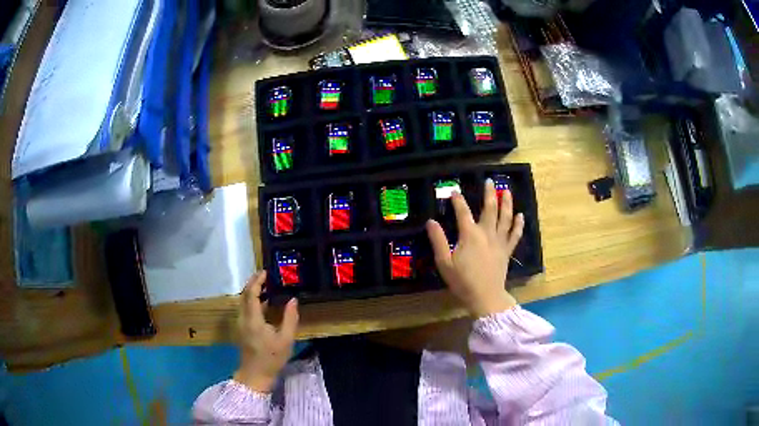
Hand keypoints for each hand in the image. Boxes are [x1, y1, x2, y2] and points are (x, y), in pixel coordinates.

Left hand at [234, 271, 298, 392]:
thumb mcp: (286, 339)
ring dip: (252, 291)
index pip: (251, 294)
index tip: (266, 272)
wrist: (255, 374)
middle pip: (244, 295)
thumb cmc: (272, 358)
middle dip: (253, 283)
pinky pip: (245, 308)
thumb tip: (293, 300)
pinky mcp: (241, 328)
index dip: (257, 281)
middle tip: (266, 275)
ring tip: (266, 286)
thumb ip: (290, 318)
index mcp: (253, 319)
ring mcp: (240, 323)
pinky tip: (264, 303)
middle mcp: (243, 318)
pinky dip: (252, 301)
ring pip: (243, 301)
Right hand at [426, 179, 523, 317]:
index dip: (458, 200)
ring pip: (505, 218)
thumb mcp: (444, 262)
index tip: (454, 191)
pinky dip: (518, 224)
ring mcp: (499, 241)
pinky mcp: (507, 251)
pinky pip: (515, 234)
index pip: (463, 212)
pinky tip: (521, 215)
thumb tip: (430, 222)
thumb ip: (438, 241)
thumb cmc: (462, 281)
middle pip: (490, 209)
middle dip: (489, 194)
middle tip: (489, 181)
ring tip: (507, 191)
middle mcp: (487, 233)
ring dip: (507, 203)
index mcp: (470, 235)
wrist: (485, 297)